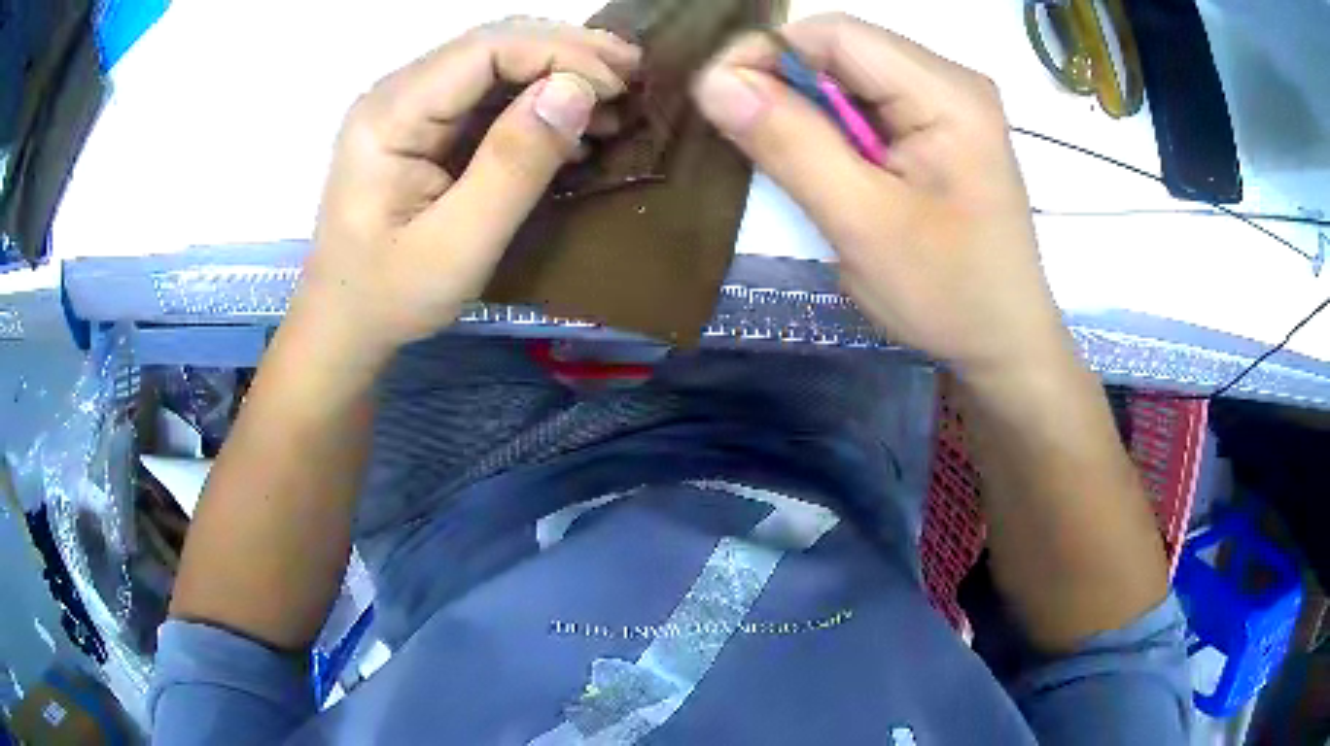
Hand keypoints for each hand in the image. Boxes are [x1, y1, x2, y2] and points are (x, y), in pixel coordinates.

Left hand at [298, 18, 640, 358]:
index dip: (560, 53)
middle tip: (632, 75)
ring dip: (558, 75)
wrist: (345, 323)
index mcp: (392, 114)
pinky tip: (574, 127)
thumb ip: (515, 164)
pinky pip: (488, 97)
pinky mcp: (423, 129)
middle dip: (567, 53)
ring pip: (495, 65)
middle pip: (492, 45)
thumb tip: (576, 90)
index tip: (618, 84)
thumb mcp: (460, 244)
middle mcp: (397, 95)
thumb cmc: (392, 295)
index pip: (485, 49)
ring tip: (614, 103)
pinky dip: (538, 104)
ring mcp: (409, 109)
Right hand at [693, 14, 1069, 378]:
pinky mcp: (943, 129)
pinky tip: (828, 167)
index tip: (719, 102)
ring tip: (788, 161)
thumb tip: (713, 82)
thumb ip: (789, 144)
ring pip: (851, 77)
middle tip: (749, 141)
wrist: (1005, 343)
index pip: (835, 34)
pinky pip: (871, 105)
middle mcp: (952, 82)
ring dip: (806, 110)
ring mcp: (950, 104)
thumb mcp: (862, 223)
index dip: (765, 53)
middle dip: (784, 84)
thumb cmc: (947, 293)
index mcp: (947, 93)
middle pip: (843, 51)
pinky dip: (833, 128)